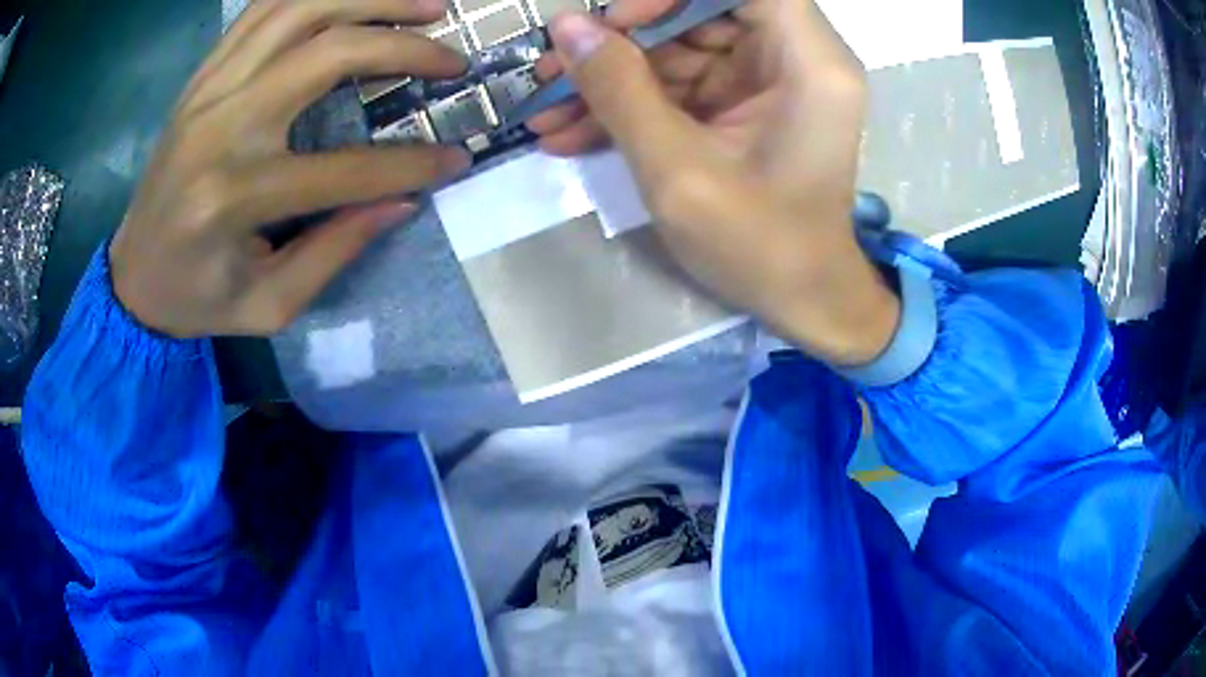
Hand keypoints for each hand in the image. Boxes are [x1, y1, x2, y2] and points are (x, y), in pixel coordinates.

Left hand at [109, 0, 469, 337]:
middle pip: (326, 51)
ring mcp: (208, 90)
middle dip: (403, 46)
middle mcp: (220, 126)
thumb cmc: (196, 300)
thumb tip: (402, 200)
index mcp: (233, 198)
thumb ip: (335, 252)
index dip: (410, 164)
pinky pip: (262, 9)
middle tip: (451, 58)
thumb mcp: (268, 304)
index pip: (343, 169)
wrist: (131, 276)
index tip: (457, 159)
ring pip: (298, 9)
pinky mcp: (203, 77)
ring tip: (425, 4)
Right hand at [532, 1, 899, 365]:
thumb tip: (566, 28)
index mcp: (809, 62)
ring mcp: (768, 83)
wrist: (802, 303)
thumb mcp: (679, 170)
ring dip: (613, 78)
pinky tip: (573, 130)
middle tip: (555, 72)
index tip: (620, 21)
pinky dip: (631, 105)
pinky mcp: (745, 108)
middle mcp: (797, 59)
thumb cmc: (760, 247)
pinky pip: (682, 86)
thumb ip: (620, 91)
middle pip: (702, 13)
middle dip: (623, 41)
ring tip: (547, 109)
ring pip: (681, 50)